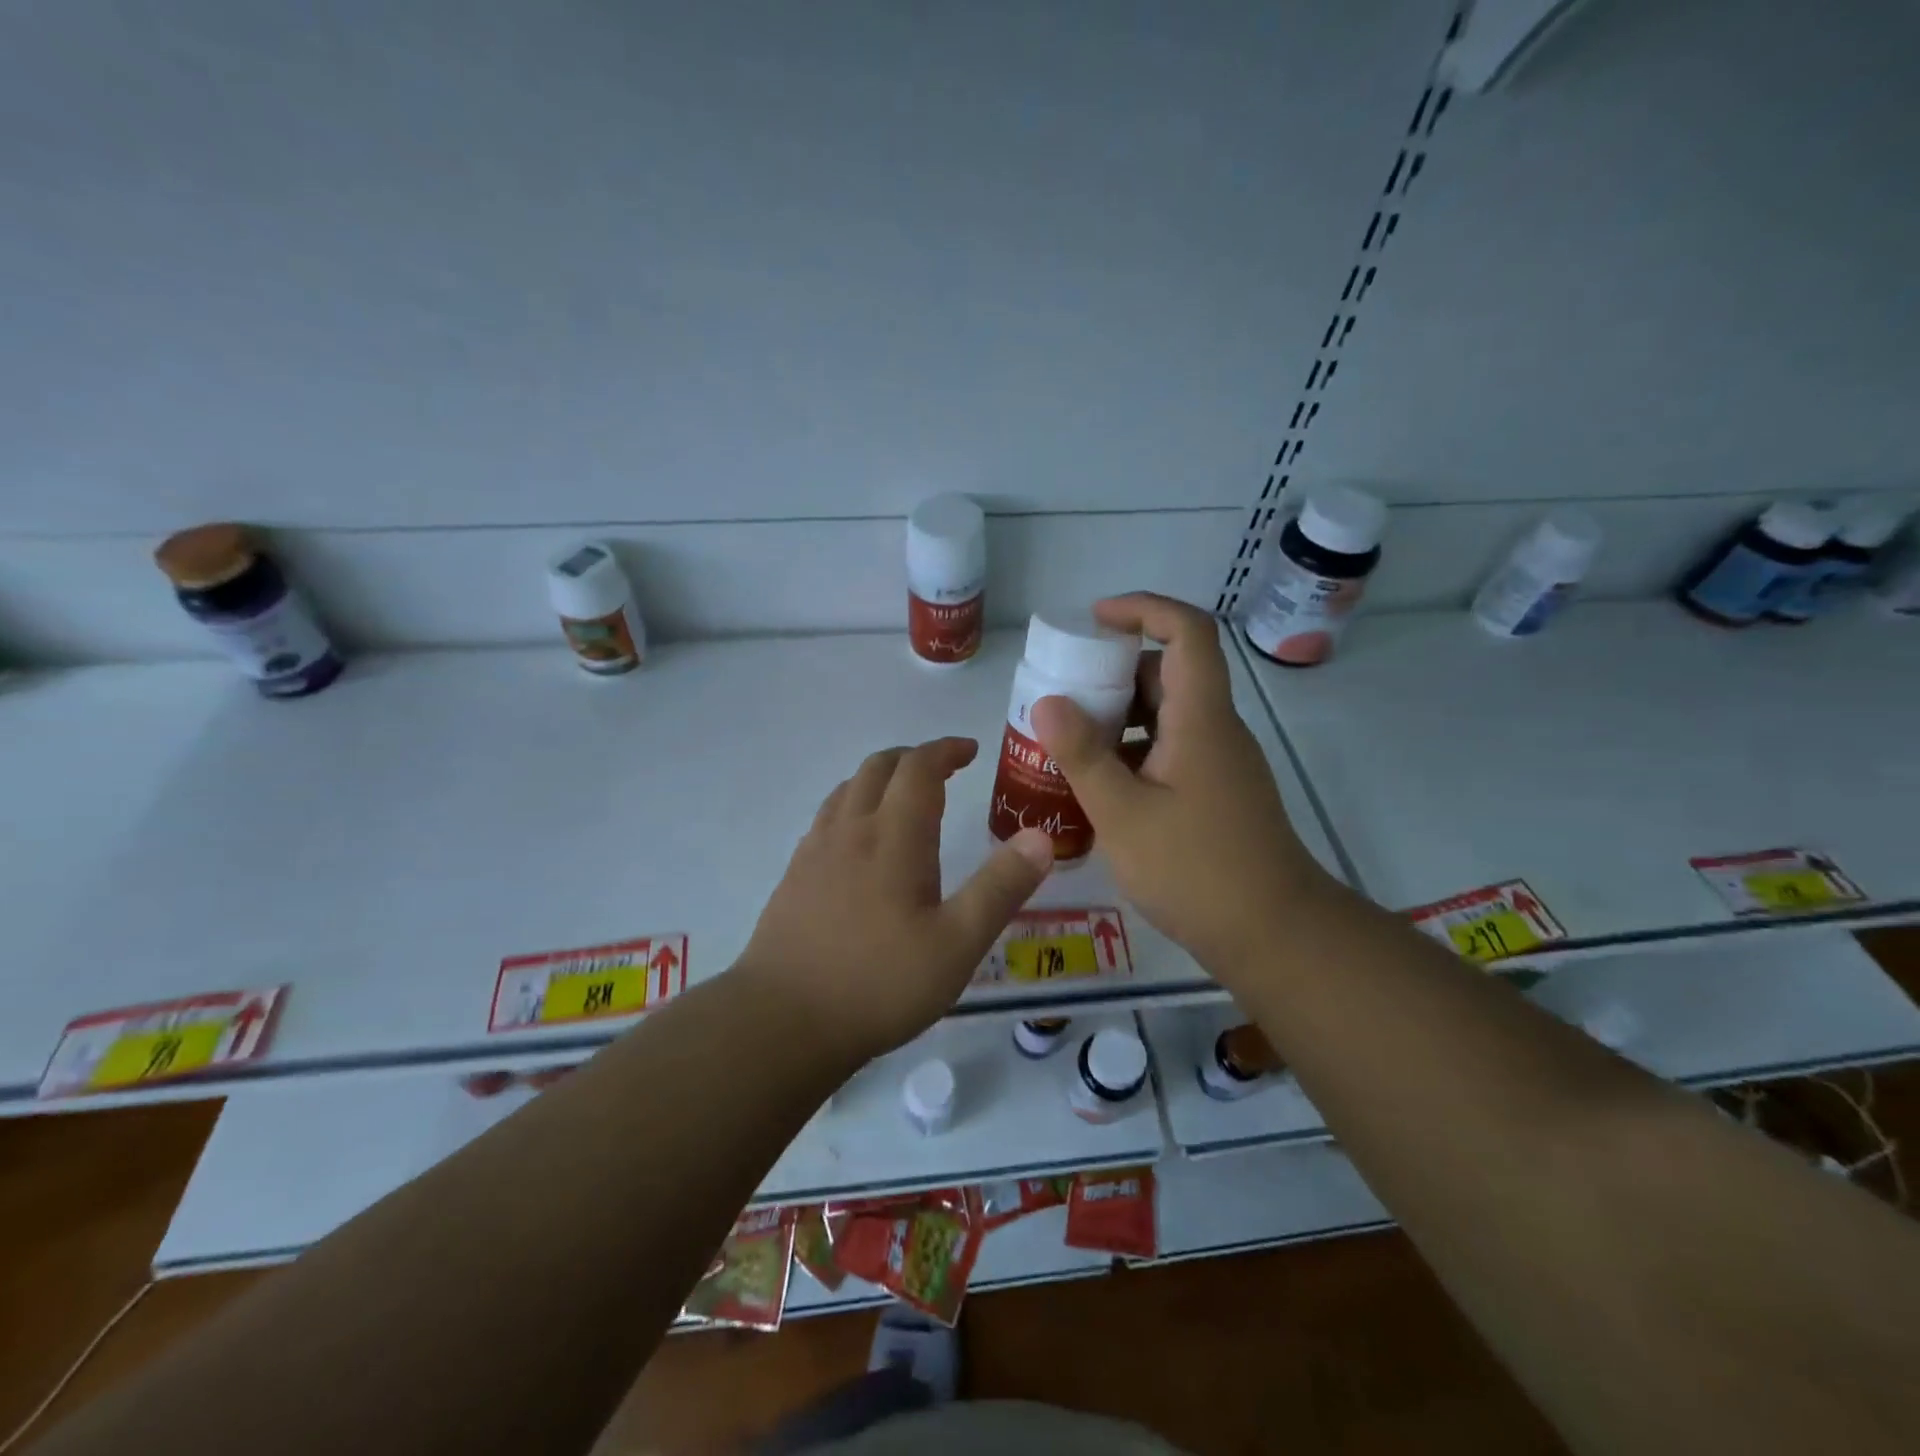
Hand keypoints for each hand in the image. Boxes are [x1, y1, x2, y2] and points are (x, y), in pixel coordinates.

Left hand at [737, 738, 1054, 1060]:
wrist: (782, 1021)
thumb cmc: (880, 982)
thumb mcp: (958, 943)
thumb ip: (1001, 887)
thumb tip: (1040, 837)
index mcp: (894, 836)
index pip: (919, 767)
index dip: (945, 750)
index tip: (969, 751)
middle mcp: (851, 829)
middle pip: (879, 768)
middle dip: (914, 758)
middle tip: (944, 770)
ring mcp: (815, 851)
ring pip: (848, 789)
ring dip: (880, 778)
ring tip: (904, 797)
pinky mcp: (794, 876)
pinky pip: (827, 817)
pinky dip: (853, 805)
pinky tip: (860, 841)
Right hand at [1031, 593, 1332, 980]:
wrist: (1273, 933)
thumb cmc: (1196, 870)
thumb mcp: (1123, 814)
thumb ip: (1083, 755)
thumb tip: (1047, 701)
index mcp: (1201, 718)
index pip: (1187, 631)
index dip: (1143, 609)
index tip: (1094, 620)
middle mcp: (1215, 729)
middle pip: (1170, 671)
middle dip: (1114, 670)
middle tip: (1063, 691)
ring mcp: (1218, 762)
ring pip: (1167, 714)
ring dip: (1120, 715)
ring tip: (1068, 739)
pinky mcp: (1215, 791)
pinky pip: (1170, 749)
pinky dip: (1133, 750)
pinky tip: (1097, 784)